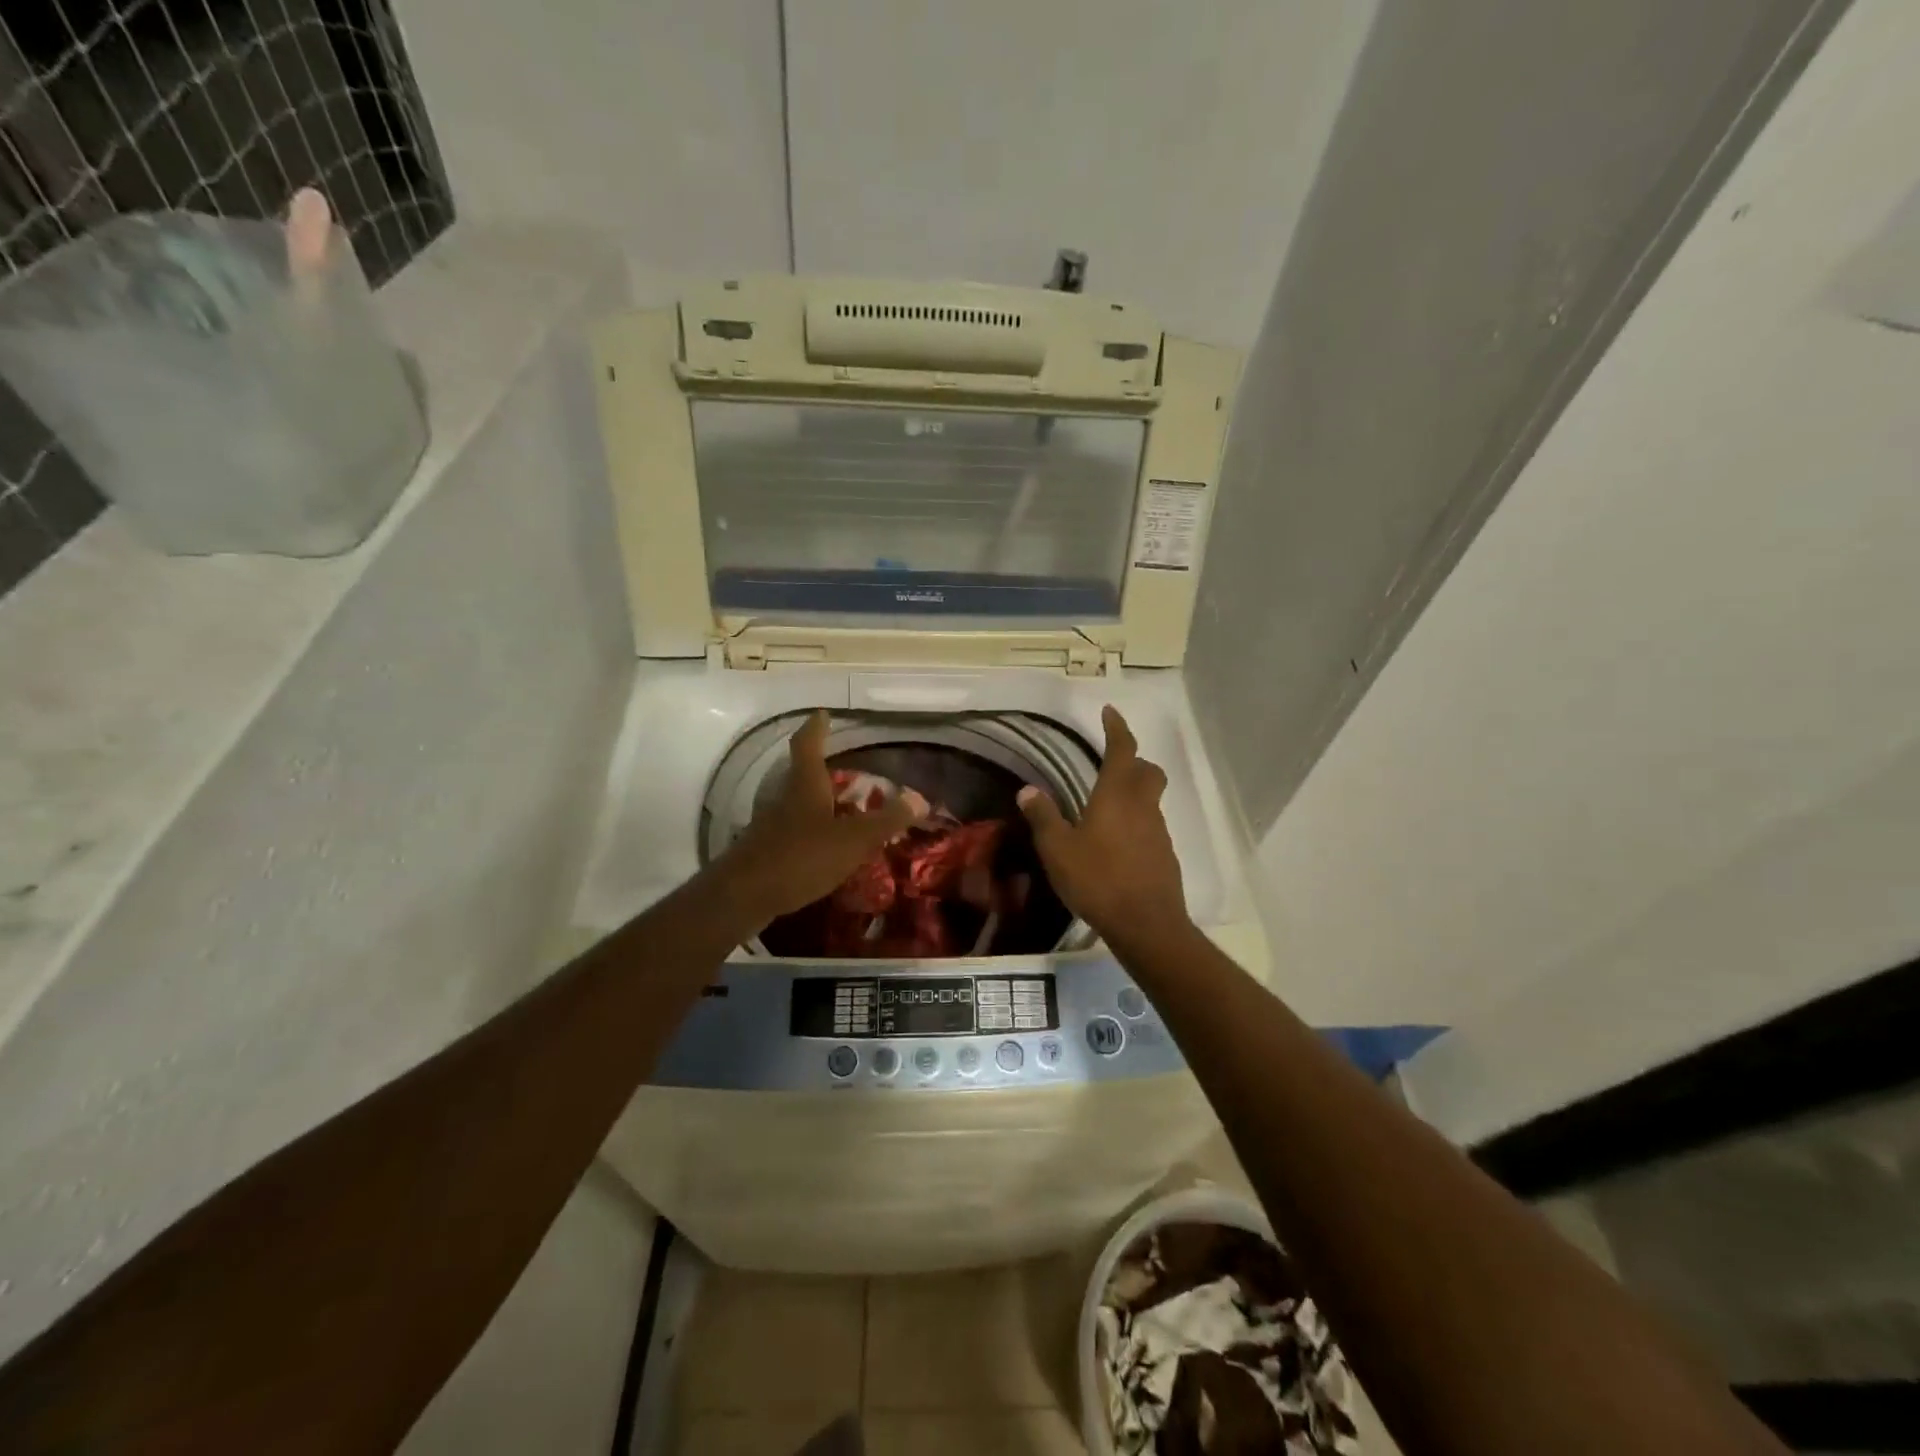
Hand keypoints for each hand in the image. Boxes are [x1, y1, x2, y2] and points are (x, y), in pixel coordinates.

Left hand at [718, 711, 918, 925]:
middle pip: (803, 776)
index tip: (822, 714)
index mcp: (805, 786)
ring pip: (799, 806)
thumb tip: (919, 799)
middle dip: (824, 770)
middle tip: (849, 771)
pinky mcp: (767, 853)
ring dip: (820, 805)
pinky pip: (795, 834)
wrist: (744, 896)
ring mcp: (772, 827)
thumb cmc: (801, 857)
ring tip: (845, 812)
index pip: (808, 745)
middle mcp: (785, 800)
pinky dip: (813, 834)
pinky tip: (827, 851)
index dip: (816, 728)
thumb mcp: (852, 839)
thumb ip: (885, 820)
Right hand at [1018, 705, 1186, 945]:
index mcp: (1116, 795)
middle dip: (1134, 761)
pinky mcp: (1165, 856)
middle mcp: (1143, 806)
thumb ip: (1043, 817)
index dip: (1117, 728)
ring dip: (1134, 795)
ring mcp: (1158, 832)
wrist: (1146, 924)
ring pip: (1151, 800)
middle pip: (1148, 771)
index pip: (1122, 750)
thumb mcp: (1058, 849)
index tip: (1110, 711)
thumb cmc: (1097, 879)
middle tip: (1113, 765)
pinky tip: (1116, 846)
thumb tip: (1027, 789)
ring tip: (1106, 811)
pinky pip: (1151, 827)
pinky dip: (1136, 825)